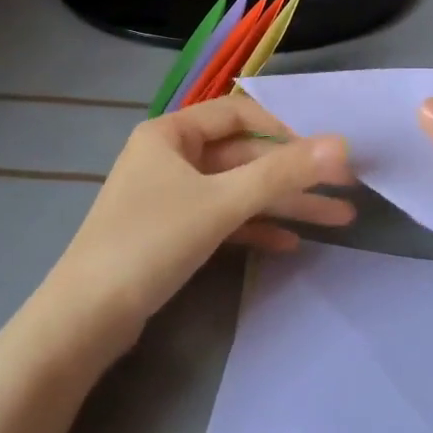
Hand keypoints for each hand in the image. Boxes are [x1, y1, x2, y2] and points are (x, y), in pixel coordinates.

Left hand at [43, 93, 352, 351]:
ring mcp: (170, 196)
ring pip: (236, 191)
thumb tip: (342, 143)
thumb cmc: (151, 243)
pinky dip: (254, 227)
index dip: (284, 130)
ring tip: (338, 219)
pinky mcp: (171, 233)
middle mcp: (169, 156)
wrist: (86, 318)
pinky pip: (222, 219)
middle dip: (293, 175)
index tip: (323, 154)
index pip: (238, 114)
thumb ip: (282, 173)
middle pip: (243, 156)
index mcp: (170, 133)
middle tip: (346, 190)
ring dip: (283, 203)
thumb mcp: (221, 203)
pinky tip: (291, 243)